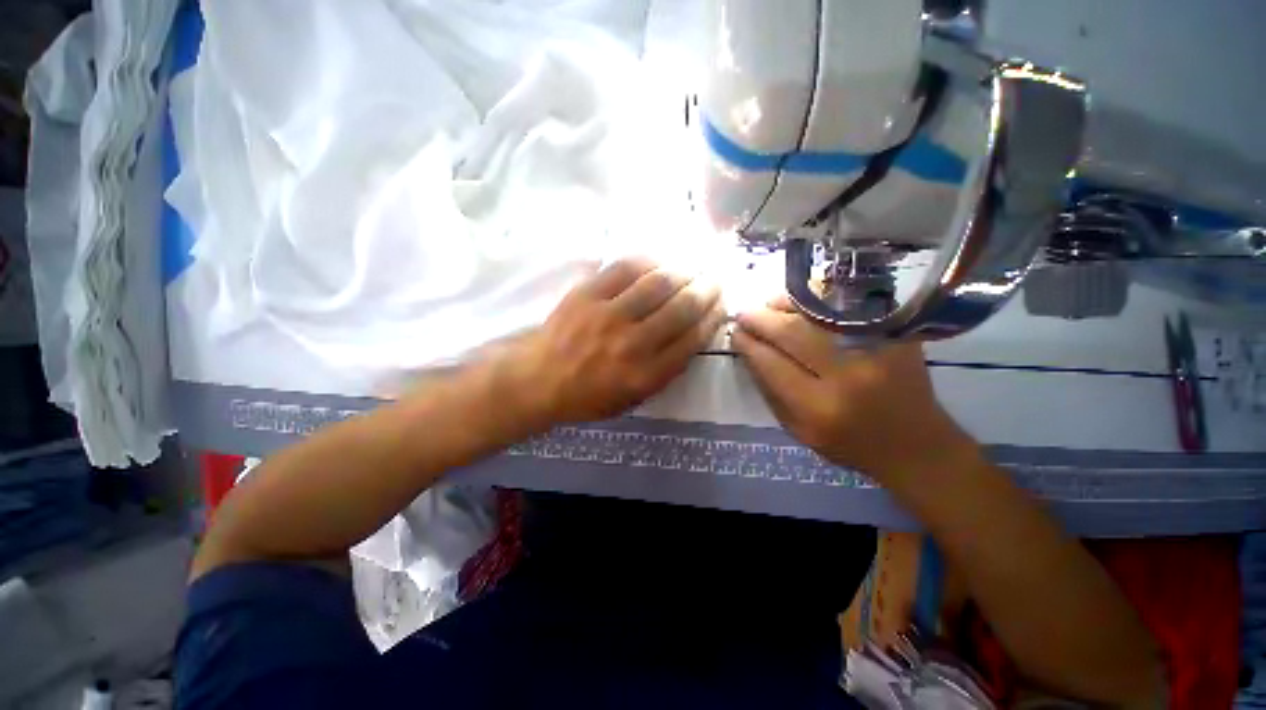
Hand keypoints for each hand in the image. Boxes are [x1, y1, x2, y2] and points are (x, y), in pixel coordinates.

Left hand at [500, 258, 725, 428]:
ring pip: (659, 282)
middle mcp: (633, 344)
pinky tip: (659, 261)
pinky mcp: (588, 294)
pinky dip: (649, 261)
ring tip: (692, 268)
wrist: (540, 379)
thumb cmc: (589, 395)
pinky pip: (625, 268)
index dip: (714, 317)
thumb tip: (693, 335)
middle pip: (682, 307)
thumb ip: (666, 371)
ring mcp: (608, 315)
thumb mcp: (634, 399)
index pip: (693, 338)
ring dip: (684, 271)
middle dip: (707, 289)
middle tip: (714, 280)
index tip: (721, 305)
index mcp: (646, 375)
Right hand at [731, 297, 977, 481]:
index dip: (749, 345)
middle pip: (793, 334)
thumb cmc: (849, 444)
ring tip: (769, 304)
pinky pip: (849, 309)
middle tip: (744, 313)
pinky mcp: (896, 337)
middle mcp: (848, 377)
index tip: (735, 333)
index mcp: (818, 409)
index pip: (771, 365)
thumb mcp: (799, 431)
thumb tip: (750, 354)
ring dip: (786, 304)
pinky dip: (821, 301)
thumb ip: (771, 393)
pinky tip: (803, 301)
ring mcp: (877, 352)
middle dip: (761, 320)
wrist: (916, 445)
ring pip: (820, 315)